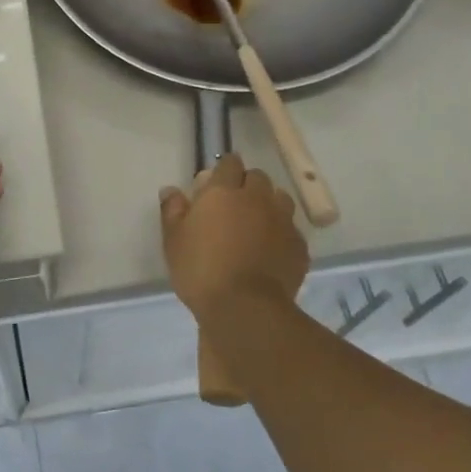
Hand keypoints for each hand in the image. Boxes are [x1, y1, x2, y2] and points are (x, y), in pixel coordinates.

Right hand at [159, 153, 307, 323]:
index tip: (215, 182)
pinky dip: (281, 233)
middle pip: (257, 177)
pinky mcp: (299, 246)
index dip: (224, 169)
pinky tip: (271, 249)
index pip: (229, 163)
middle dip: (247, 184)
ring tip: (256, 223)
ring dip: (269, 204)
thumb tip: (171, 190)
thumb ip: (172, 210)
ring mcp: (282, 221)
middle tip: (233, 204)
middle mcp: (257, 198)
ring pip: (280, 199)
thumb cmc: (201, 269)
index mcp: (224, 191)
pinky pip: (291, 229)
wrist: (245, 308)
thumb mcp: (174, 240)